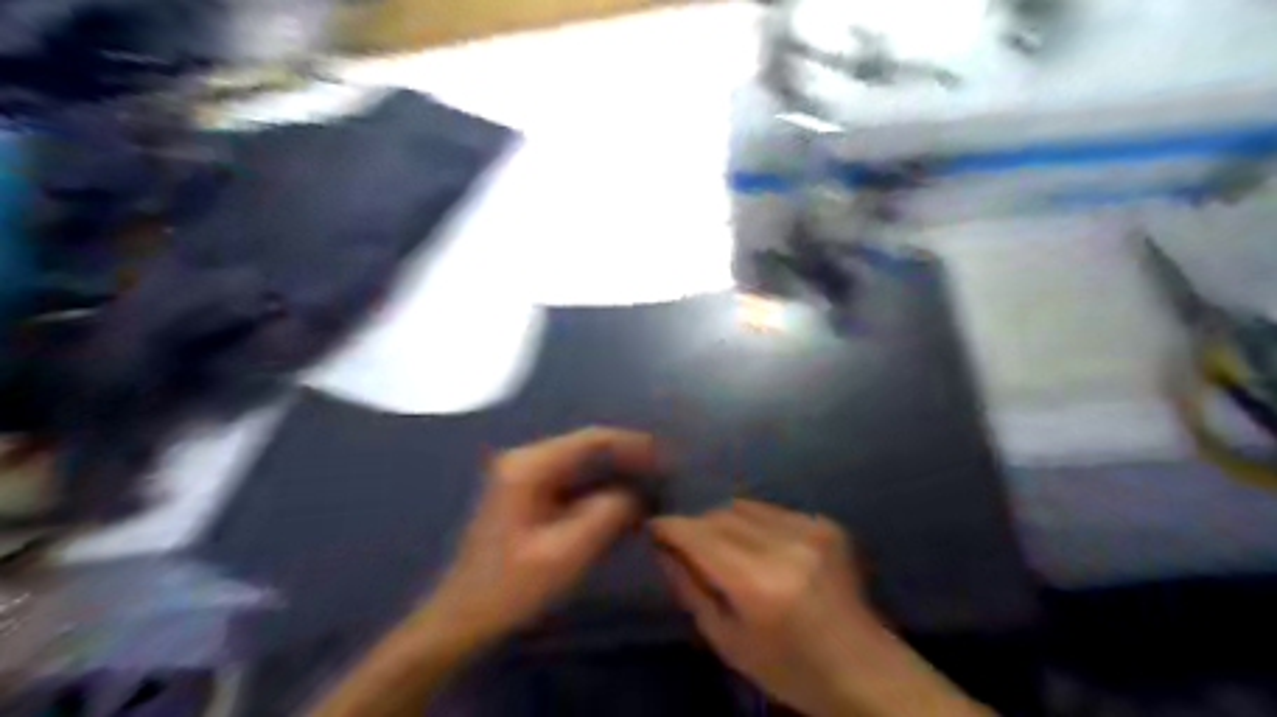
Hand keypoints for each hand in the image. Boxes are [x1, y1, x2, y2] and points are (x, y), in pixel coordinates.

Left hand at [414, 426, 657, 654]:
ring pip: (581, 465)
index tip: (666, 457)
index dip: (633, 444)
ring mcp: (522, 476)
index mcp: (529, 466)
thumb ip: (605, 516)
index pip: (592, 439)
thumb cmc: (508, 588)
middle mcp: (525, 460)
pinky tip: (621, 506)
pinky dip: (598, 491)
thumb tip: (635, 495)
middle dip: (627, 459)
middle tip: (664, 474)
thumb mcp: (563, 555)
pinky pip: (571, 483)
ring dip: (615, 475)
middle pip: (587, 447)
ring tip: (651, 487)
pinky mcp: (525, 495)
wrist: (459, 617)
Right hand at [648, 502, 984, 714]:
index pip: (699, 535)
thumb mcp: (727, 641)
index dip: (671, 527)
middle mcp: (785, 546)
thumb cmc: (789, 668)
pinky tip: (764, 550)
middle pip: (720, 515)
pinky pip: (772, 511)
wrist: (863, 669)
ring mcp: (811, 530)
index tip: (654, 527)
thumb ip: (690, 589)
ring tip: (728, 550)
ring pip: (744, 506)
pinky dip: (756, 524)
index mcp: (758, 584)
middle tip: (688, 546)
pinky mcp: (827, 524)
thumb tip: (663, 549)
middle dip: (696, 526)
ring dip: (725, 522)